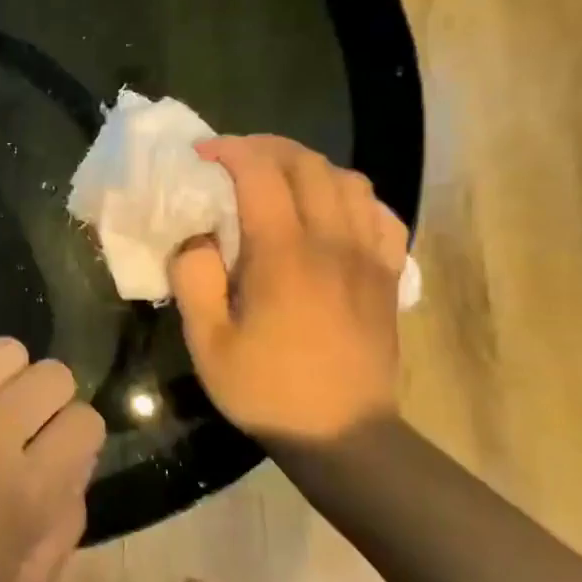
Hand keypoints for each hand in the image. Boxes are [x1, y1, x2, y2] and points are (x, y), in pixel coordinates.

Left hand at [0, 337, 103, 581]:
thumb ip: (68, 521)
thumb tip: (74, 460)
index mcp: (26, 490)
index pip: (86, 422)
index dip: (79, 439)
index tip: (57, 454)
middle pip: (54, 375)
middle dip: (51, 402)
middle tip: (24, 429)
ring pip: (7, 351)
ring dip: (8, 380)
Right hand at [171, 136, 407, 444]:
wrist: (342, 434)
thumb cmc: (266, 389)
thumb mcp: (207, 342)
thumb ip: (193, 279)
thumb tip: (195, 236)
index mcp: (283, 257)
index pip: (262, 174)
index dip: (230, 151)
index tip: (201, 154)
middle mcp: (332, 243)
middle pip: (308, 164)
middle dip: (266, 147)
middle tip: (233, 159)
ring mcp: (369, 256)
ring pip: (348, 180)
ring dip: (308, 166)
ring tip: (277, 179)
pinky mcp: (388, 274)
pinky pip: (379, 212)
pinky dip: (350, 196)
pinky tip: (328, 210)